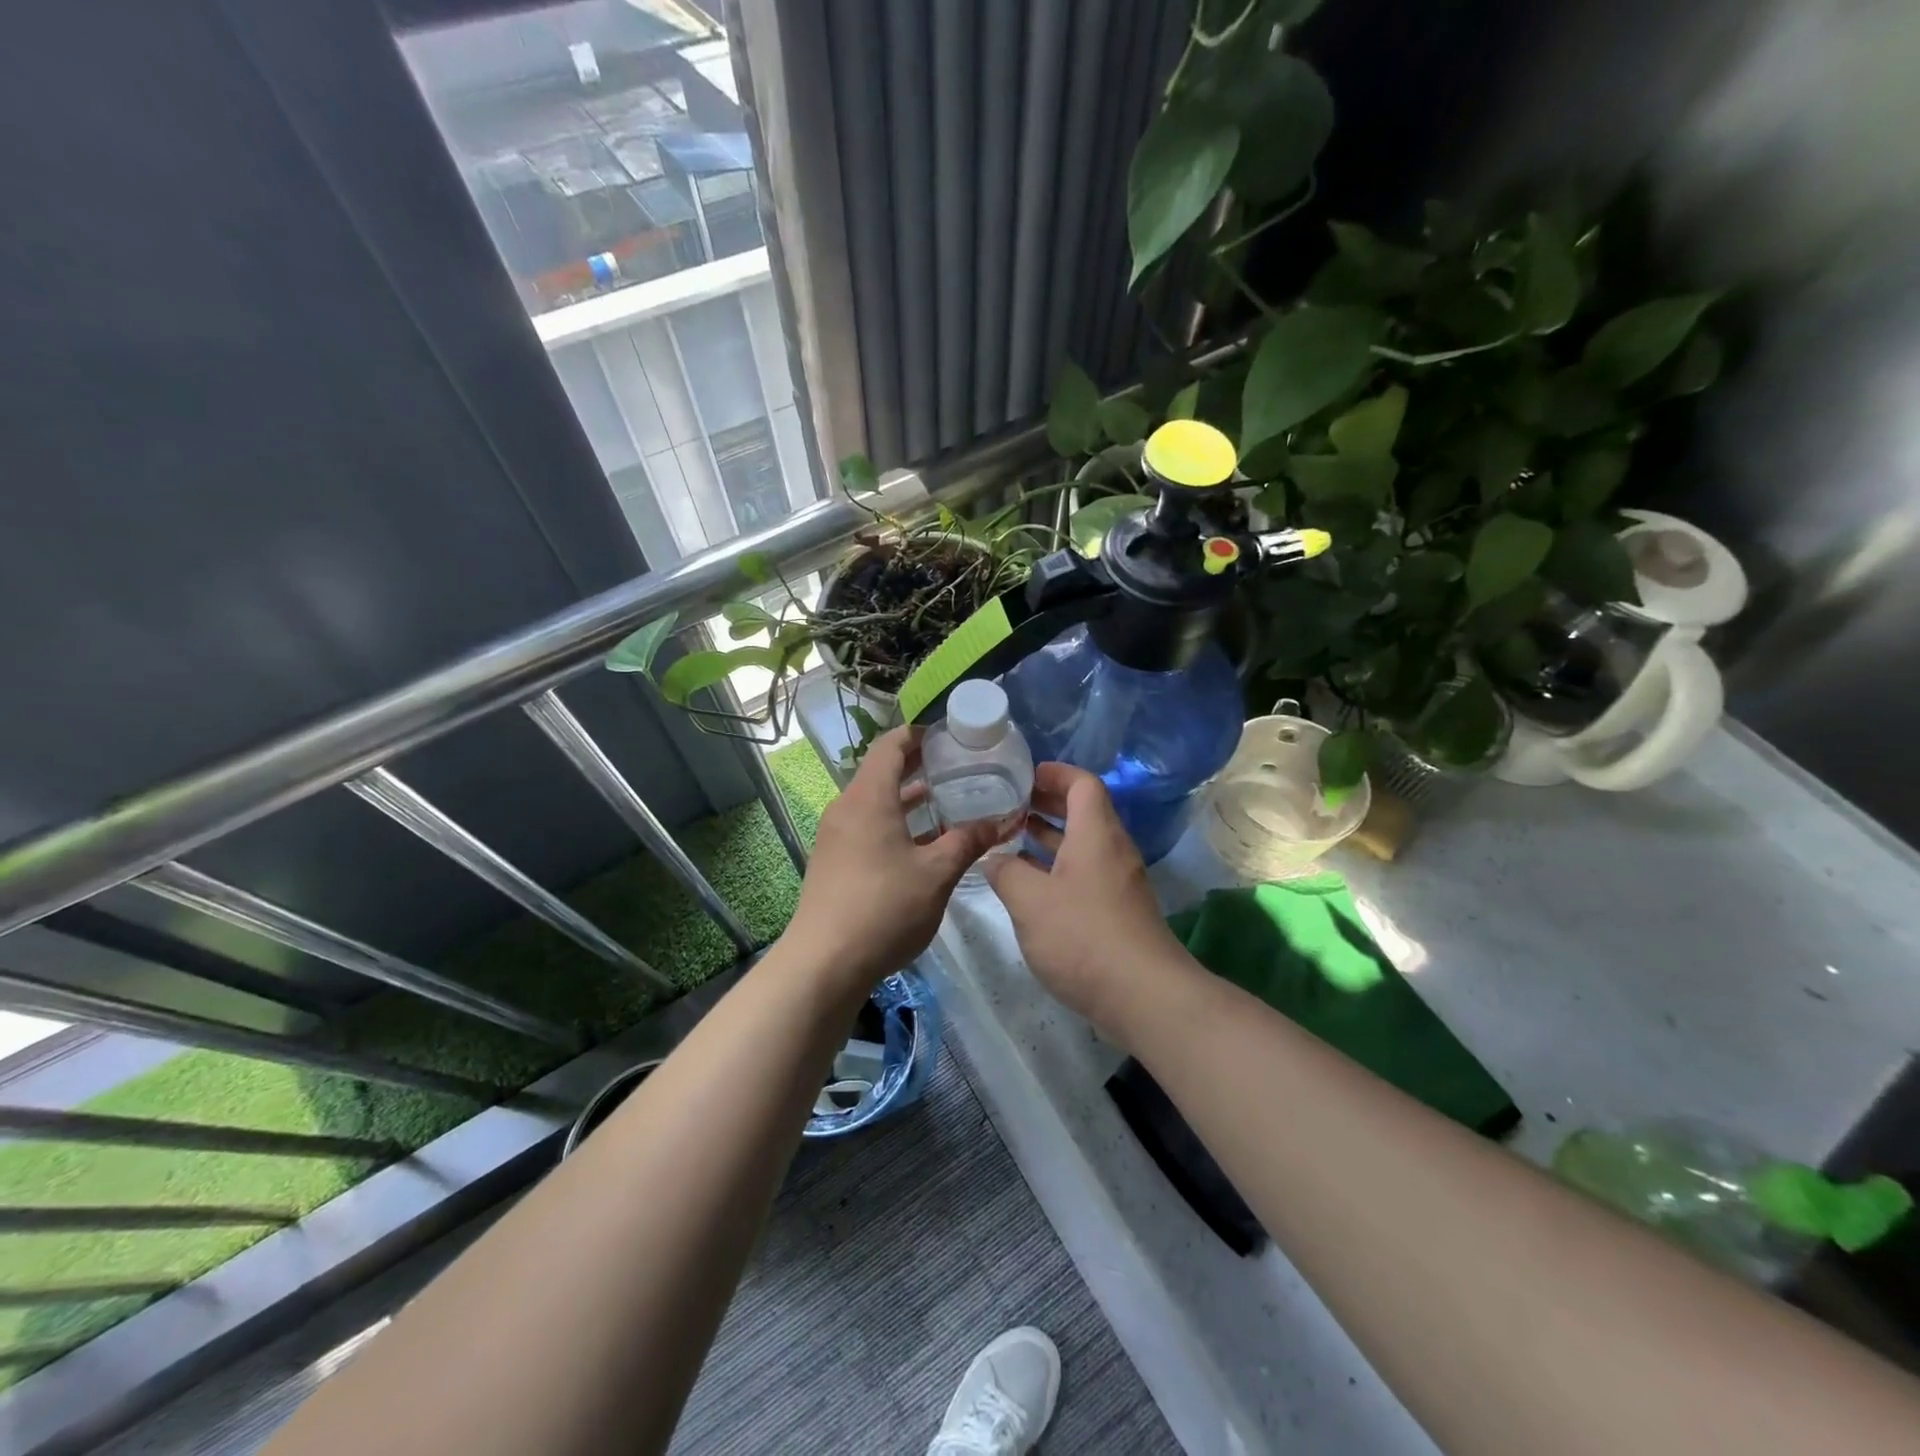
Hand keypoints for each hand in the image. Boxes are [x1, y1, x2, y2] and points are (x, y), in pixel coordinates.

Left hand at [784, 727, 998, 992]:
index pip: (890, 746)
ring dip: (908, 800)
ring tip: (946, 802)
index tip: (948, 737)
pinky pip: (867, 827)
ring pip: (875, 803)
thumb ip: (968, 842)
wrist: (824, 962)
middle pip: (881, 773)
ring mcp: (836, 836)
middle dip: (918, 767)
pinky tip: (922, 845)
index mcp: (868, 798)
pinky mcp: (833, 861)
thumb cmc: (884, 907)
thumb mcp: (936, 874)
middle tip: (957, 767)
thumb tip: (1000, 822)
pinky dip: (894, 823)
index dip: (918, 735)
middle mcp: (846, 808)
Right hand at [983, 763, 1190, 1038]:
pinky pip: (1085, 871)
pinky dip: (1057, 866)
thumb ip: (1006, 872)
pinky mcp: (1117, 910)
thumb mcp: (1029, 901)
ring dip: (1049, 836)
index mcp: (1096, 834)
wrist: (1143, 995)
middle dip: (1046, 803)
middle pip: (1083, 811)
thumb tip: (994, 859)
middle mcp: (1112, 849)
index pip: (1082, 783)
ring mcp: (1118, 881)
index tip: (1022, 775)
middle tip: (1008, 804)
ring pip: (1082, 844)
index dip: (1053, 773)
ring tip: (1010, 838)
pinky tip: (1030, 884)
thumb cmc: (1082, 936)